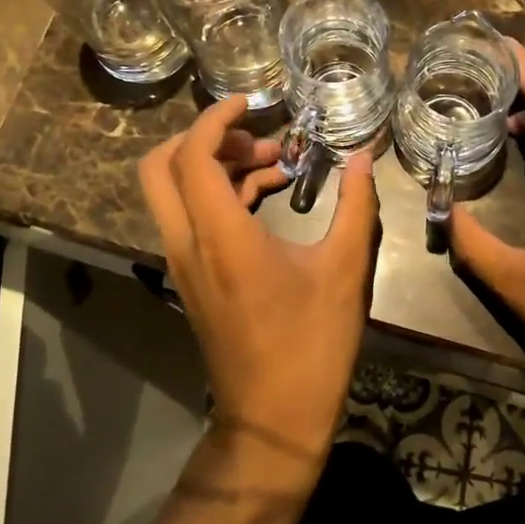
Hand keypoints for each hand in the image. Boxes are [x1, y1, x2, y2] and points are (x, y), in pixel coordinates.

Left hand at [139, 94, 380, 463]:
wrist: (273, 420)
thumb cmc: (312, 344)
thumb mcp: (345, 270)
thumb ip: (355, 206)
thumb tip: (363, 157)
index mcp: (221, 236)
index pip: (192, 155)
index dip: (216, 118)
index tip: (252, 103)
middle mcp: (188, 244)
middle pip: (161, 168)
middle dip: (205, 138)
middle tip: (257, 138)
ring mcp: (184, 264)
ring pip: (174, 192)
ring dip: (216, 166)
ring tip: (276, 164)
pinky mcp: (192, 279)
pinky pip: (190, 218)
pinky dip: (219, 195)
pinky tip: (268, 196)